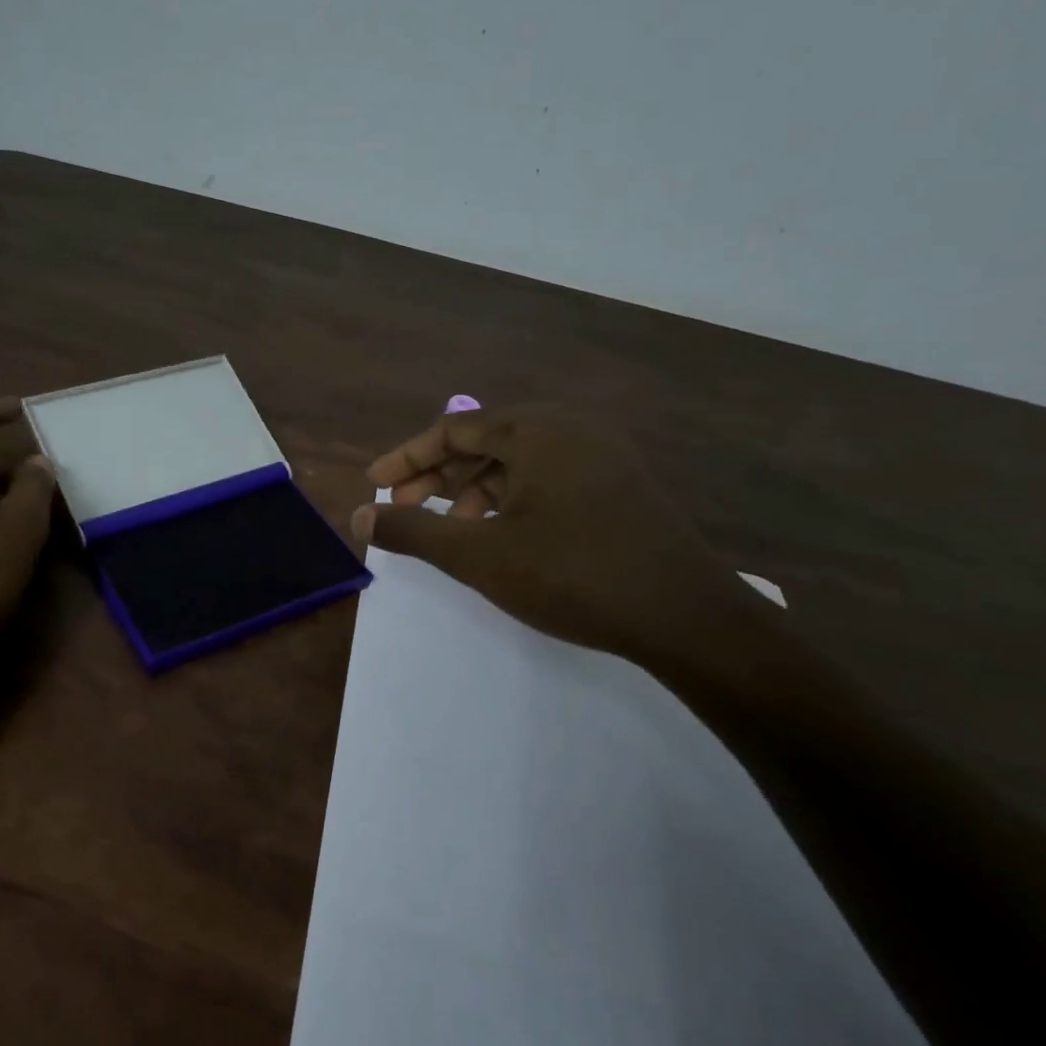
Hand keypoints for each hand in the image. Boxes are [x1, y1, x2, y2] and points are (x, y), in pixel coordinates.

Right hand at [352, 407, 756, 669]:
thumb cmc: (573, 574)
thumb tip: (359, 515)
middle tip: (404, 507)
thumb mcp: (479, 555)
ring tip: (453, 527)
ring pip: (518, 461)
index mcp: (536, 429)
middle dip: (438, 474)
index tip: (375, 486)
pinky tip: (503, 534)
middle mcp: (571, 428)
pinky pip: (549, 476)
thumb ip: (412, 530)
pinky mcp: (621, 484)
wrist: (687, 617)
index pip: (453, 429)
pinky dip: (513, 498)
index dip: (407, 457)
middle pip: (485, 441)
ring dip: (474, 489)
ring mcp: (602, 455)